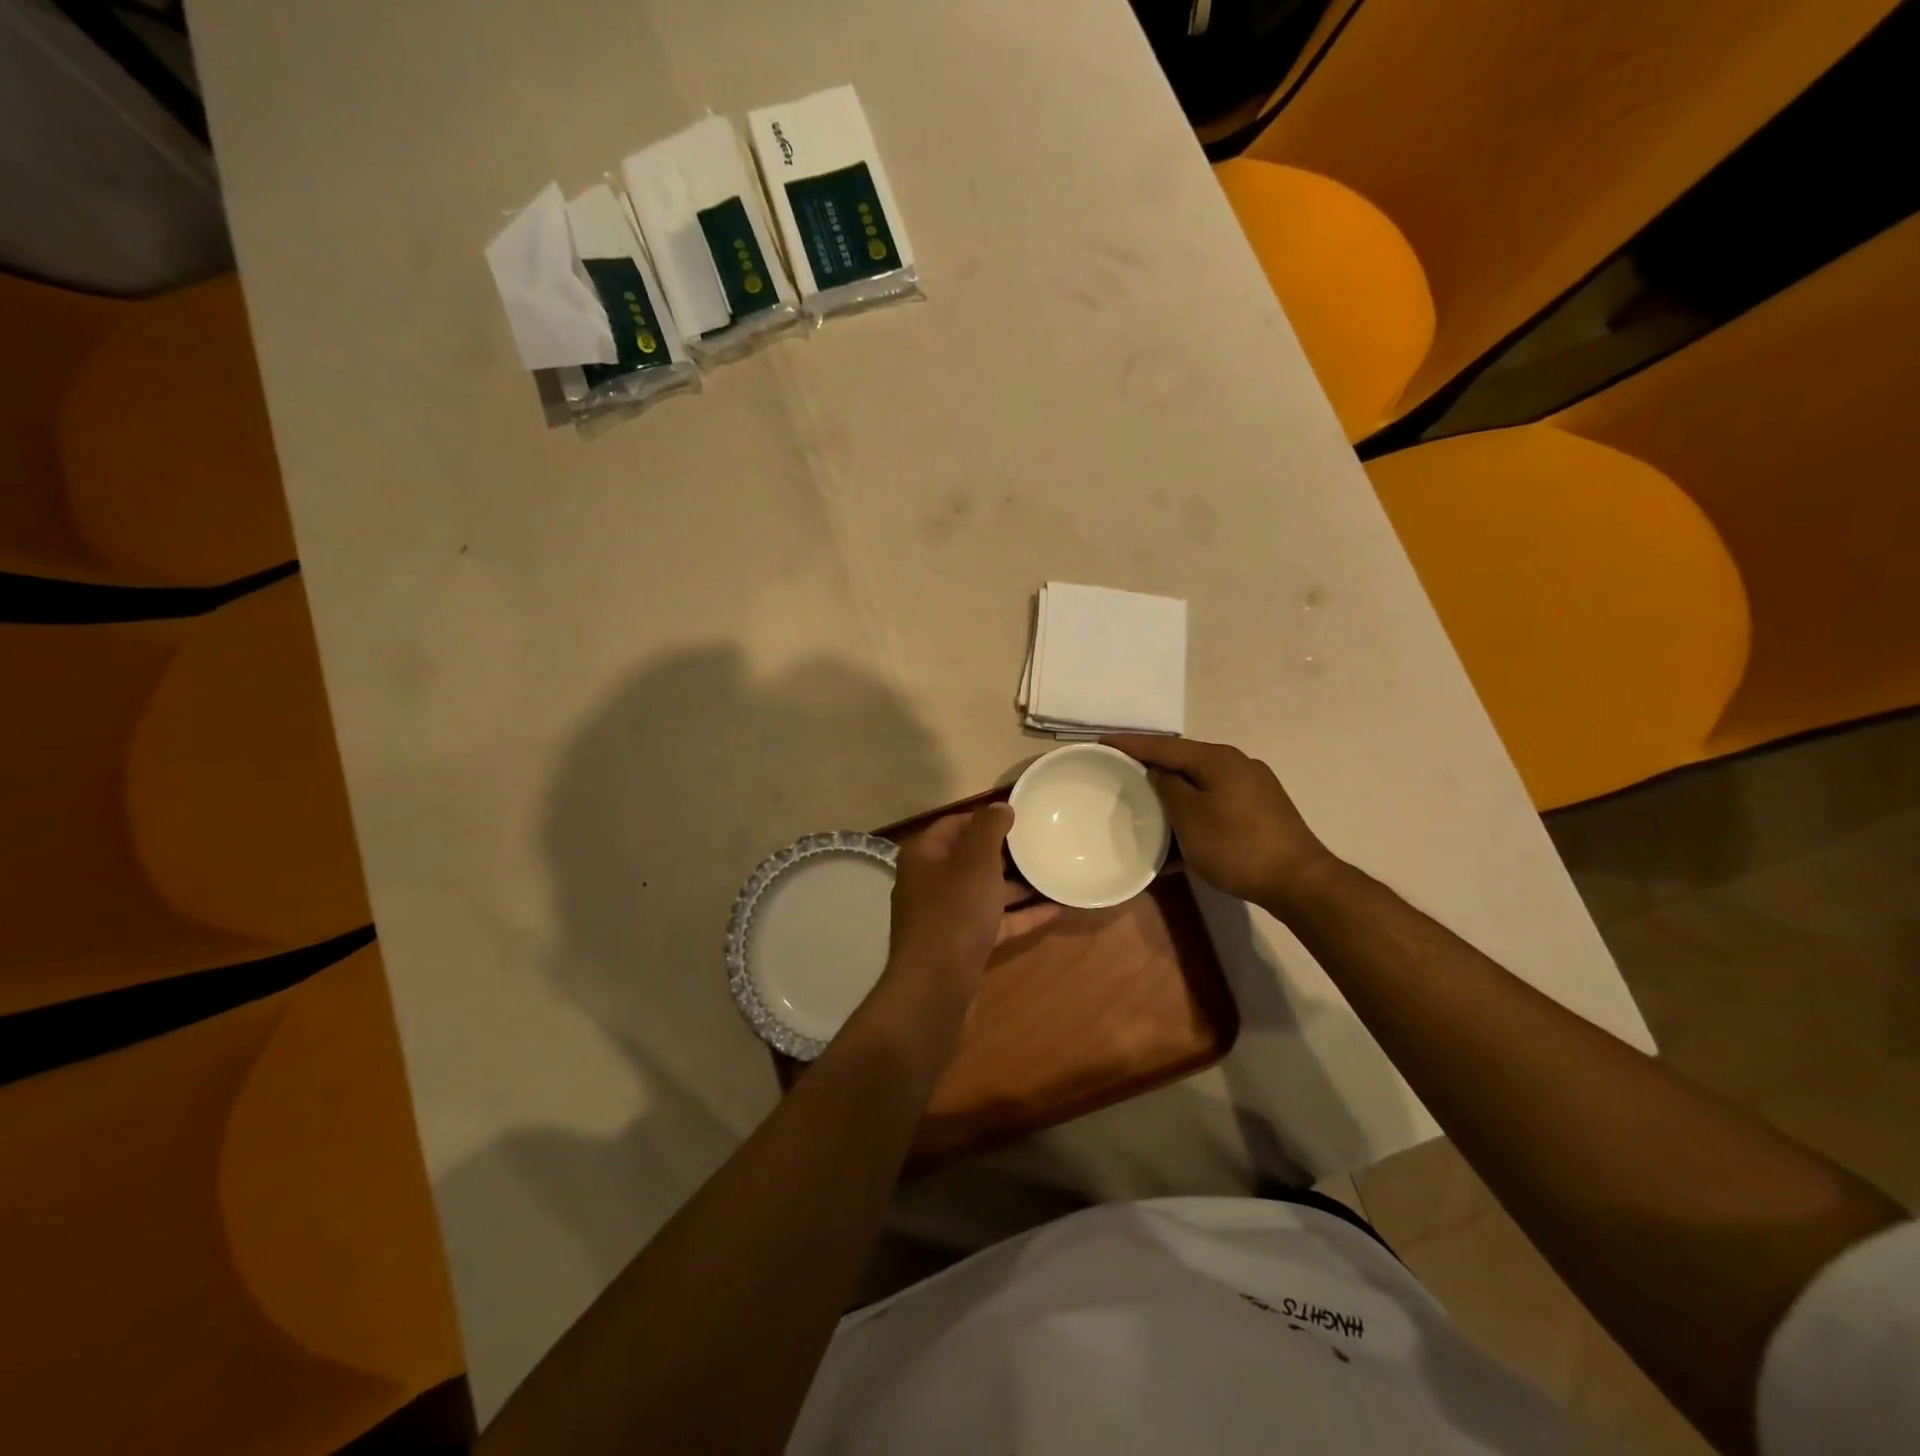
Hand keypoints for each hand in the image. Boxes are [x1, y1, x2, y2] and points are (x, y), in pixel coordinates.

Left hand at [866, 805, 1059, 1057]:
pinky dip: (1020, 915)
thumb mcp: (976, 861)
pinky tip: (1054, 910)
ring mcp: (944, 917)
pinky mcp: (961, 945)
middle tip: (1040, 844)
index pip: (954, 824)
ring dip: (1016, 885)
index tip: (1019, 817)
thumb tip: (1000, 806)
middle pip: (970, 859)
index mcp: (924, 856)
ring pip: (984, 892)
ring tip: (1052, 875)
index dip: (984, 818)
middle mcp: (929, 883)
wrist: (936, 987)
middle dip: (1005, 852)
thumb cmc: (954, 912)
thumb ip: (989, 828)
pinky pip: (994, 922)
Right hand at [1103, 735, 1338, 915]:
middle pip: (1183, 761)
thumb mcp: (1190, 817)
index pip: (1164, 745)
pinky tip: (1177, 841)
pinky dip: (1193, 814)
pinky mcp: (1259, 813)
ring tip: (1144, 805)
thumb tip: (1157, 772)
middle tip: (1119, 772)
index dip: (1130, 744)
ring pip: (1199, 785)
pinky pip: (1214, 805)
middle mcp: (1236, 765)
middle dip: (1151, 767)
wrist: (1299, 882)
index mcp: (1217, 759)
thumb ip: (1167, 787)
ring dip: (1171, 795)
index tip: (1101, 743)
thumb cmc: (1236, 846)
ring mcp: (1252, 789)